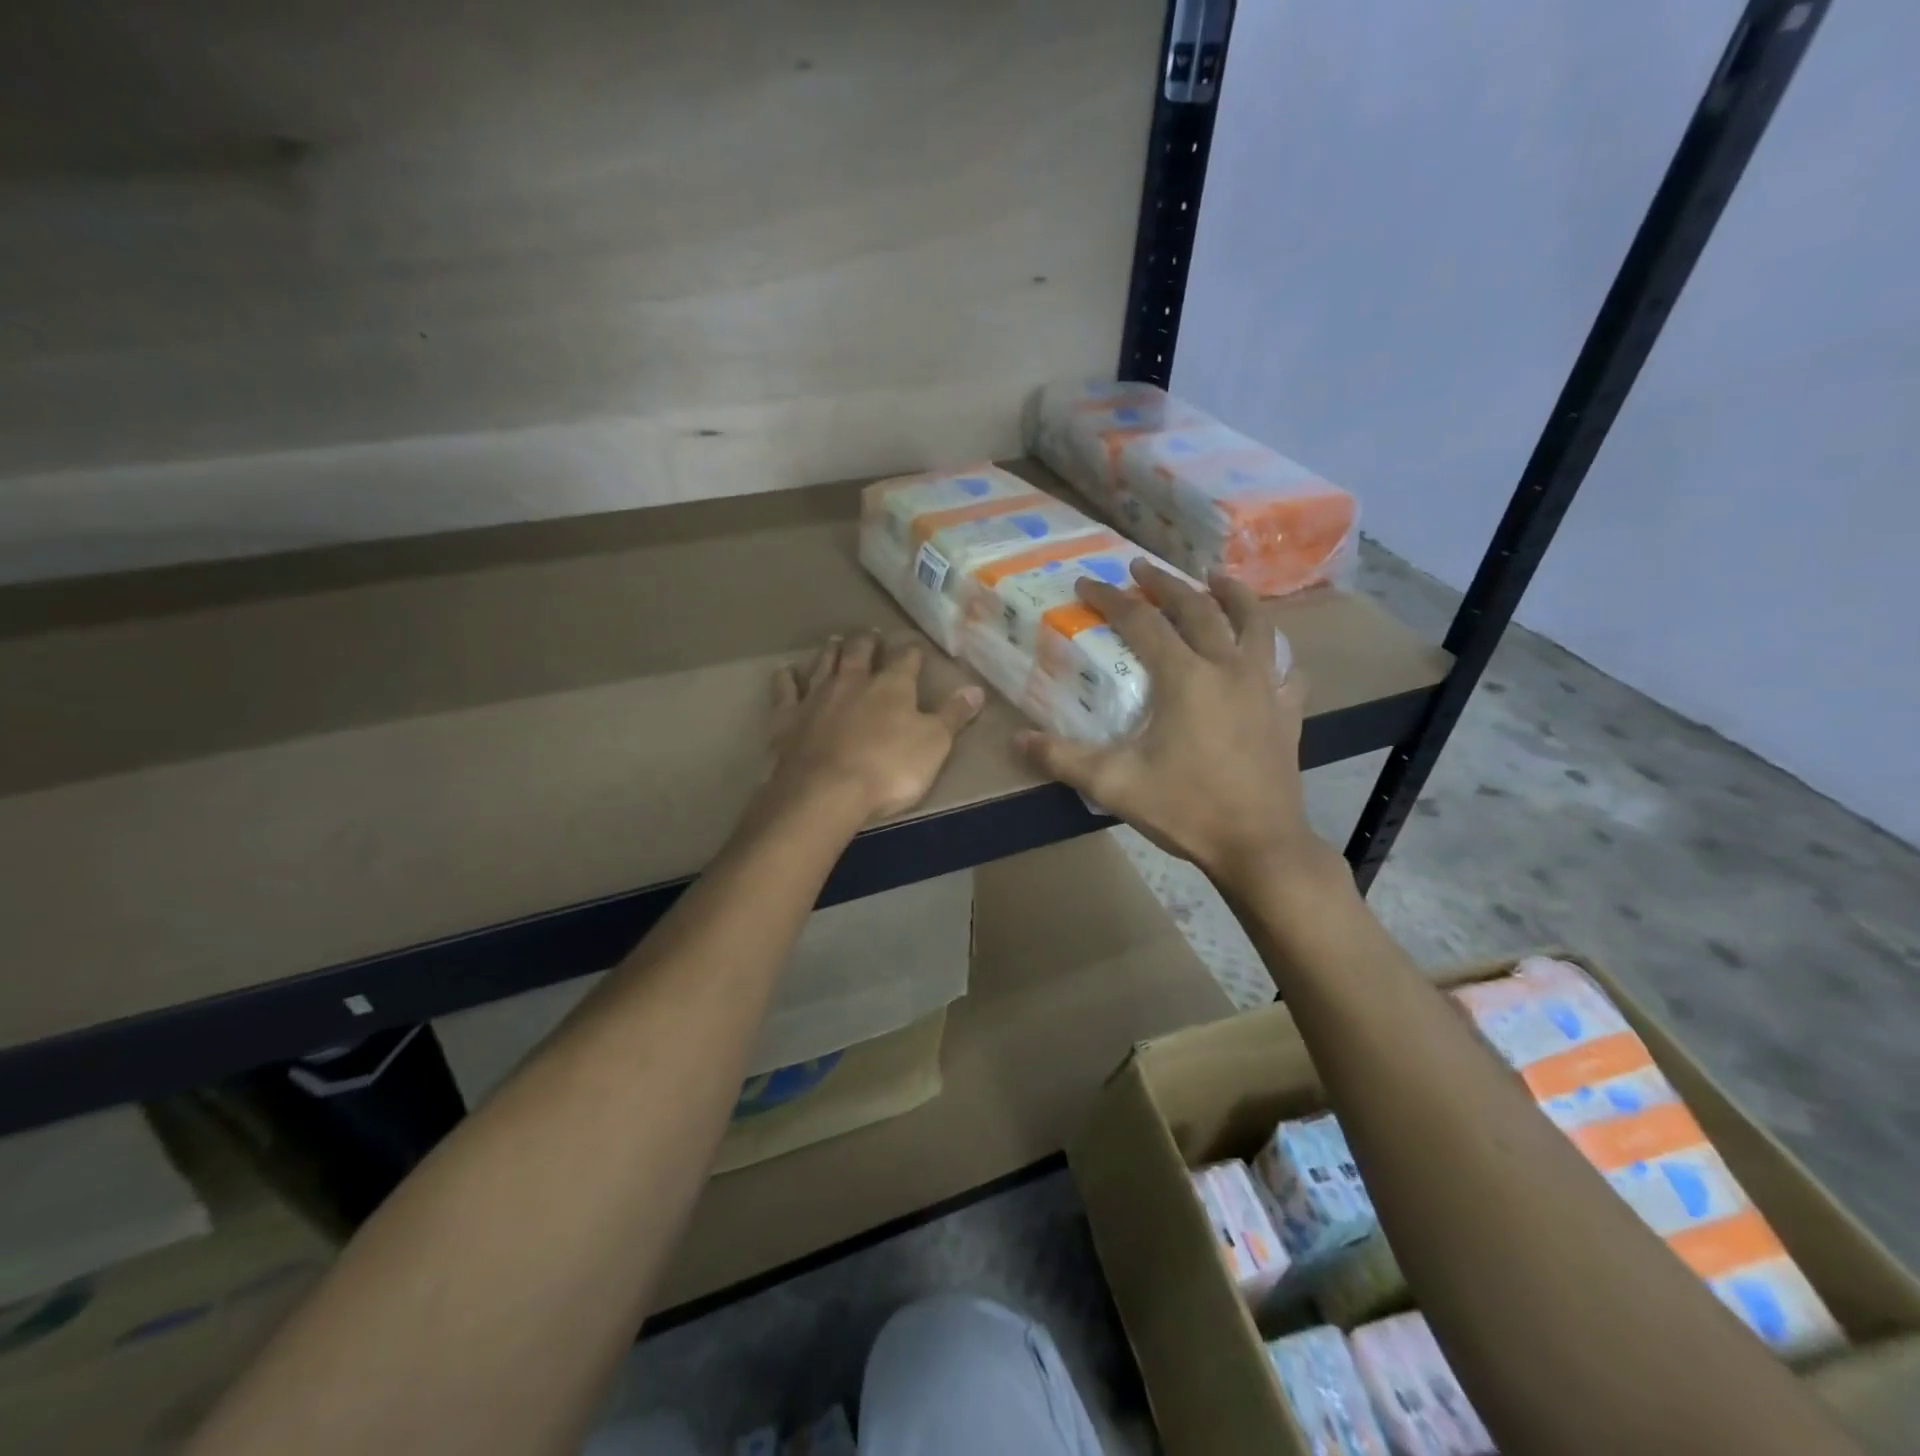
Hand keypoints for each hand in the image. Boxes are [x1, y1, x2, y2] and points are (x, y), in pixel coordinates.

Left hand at [764, 633, 984, 824]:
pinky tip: (786, 671)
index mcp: (891, 686)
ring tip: (835, 641)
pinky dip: (786, 678)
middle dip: (867, 642)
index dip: (911, 652)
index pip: (905, 659)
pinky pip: (785, 690)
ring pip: (824, 663)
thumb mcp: (935, 744)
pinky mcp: (787, 717)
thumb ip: (954, 715)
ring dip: (831, 651)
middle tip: (869, 634)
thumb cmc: (889, 769)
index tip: (915, 648)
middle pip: (859, 652)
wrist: (826, 791)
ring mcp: (816, 696)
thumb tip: (977, 689)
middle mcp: (852, 681)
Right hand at [1015, 561, 1324, 890]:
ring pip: (1254, 623)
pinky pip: (1284, 667)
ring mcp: (1265, 686)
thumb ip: (1063, 758)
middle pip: (1198, 608)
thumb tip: (1018, 740)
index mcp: (1185, 678)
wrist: (1259, 846)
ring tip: (1215, 576)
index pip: (1142, 622)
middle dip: (1166, 583)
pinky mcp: (1287, 710)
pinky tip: (1266, 653)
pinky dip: (1273, 651)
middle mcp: (1228, 668)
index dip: (1111, 599)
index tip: (1087, 583)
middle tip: (1142, 567)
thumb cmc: (1186, 810)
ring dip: (1232, 594)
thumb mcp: (1114, 785)